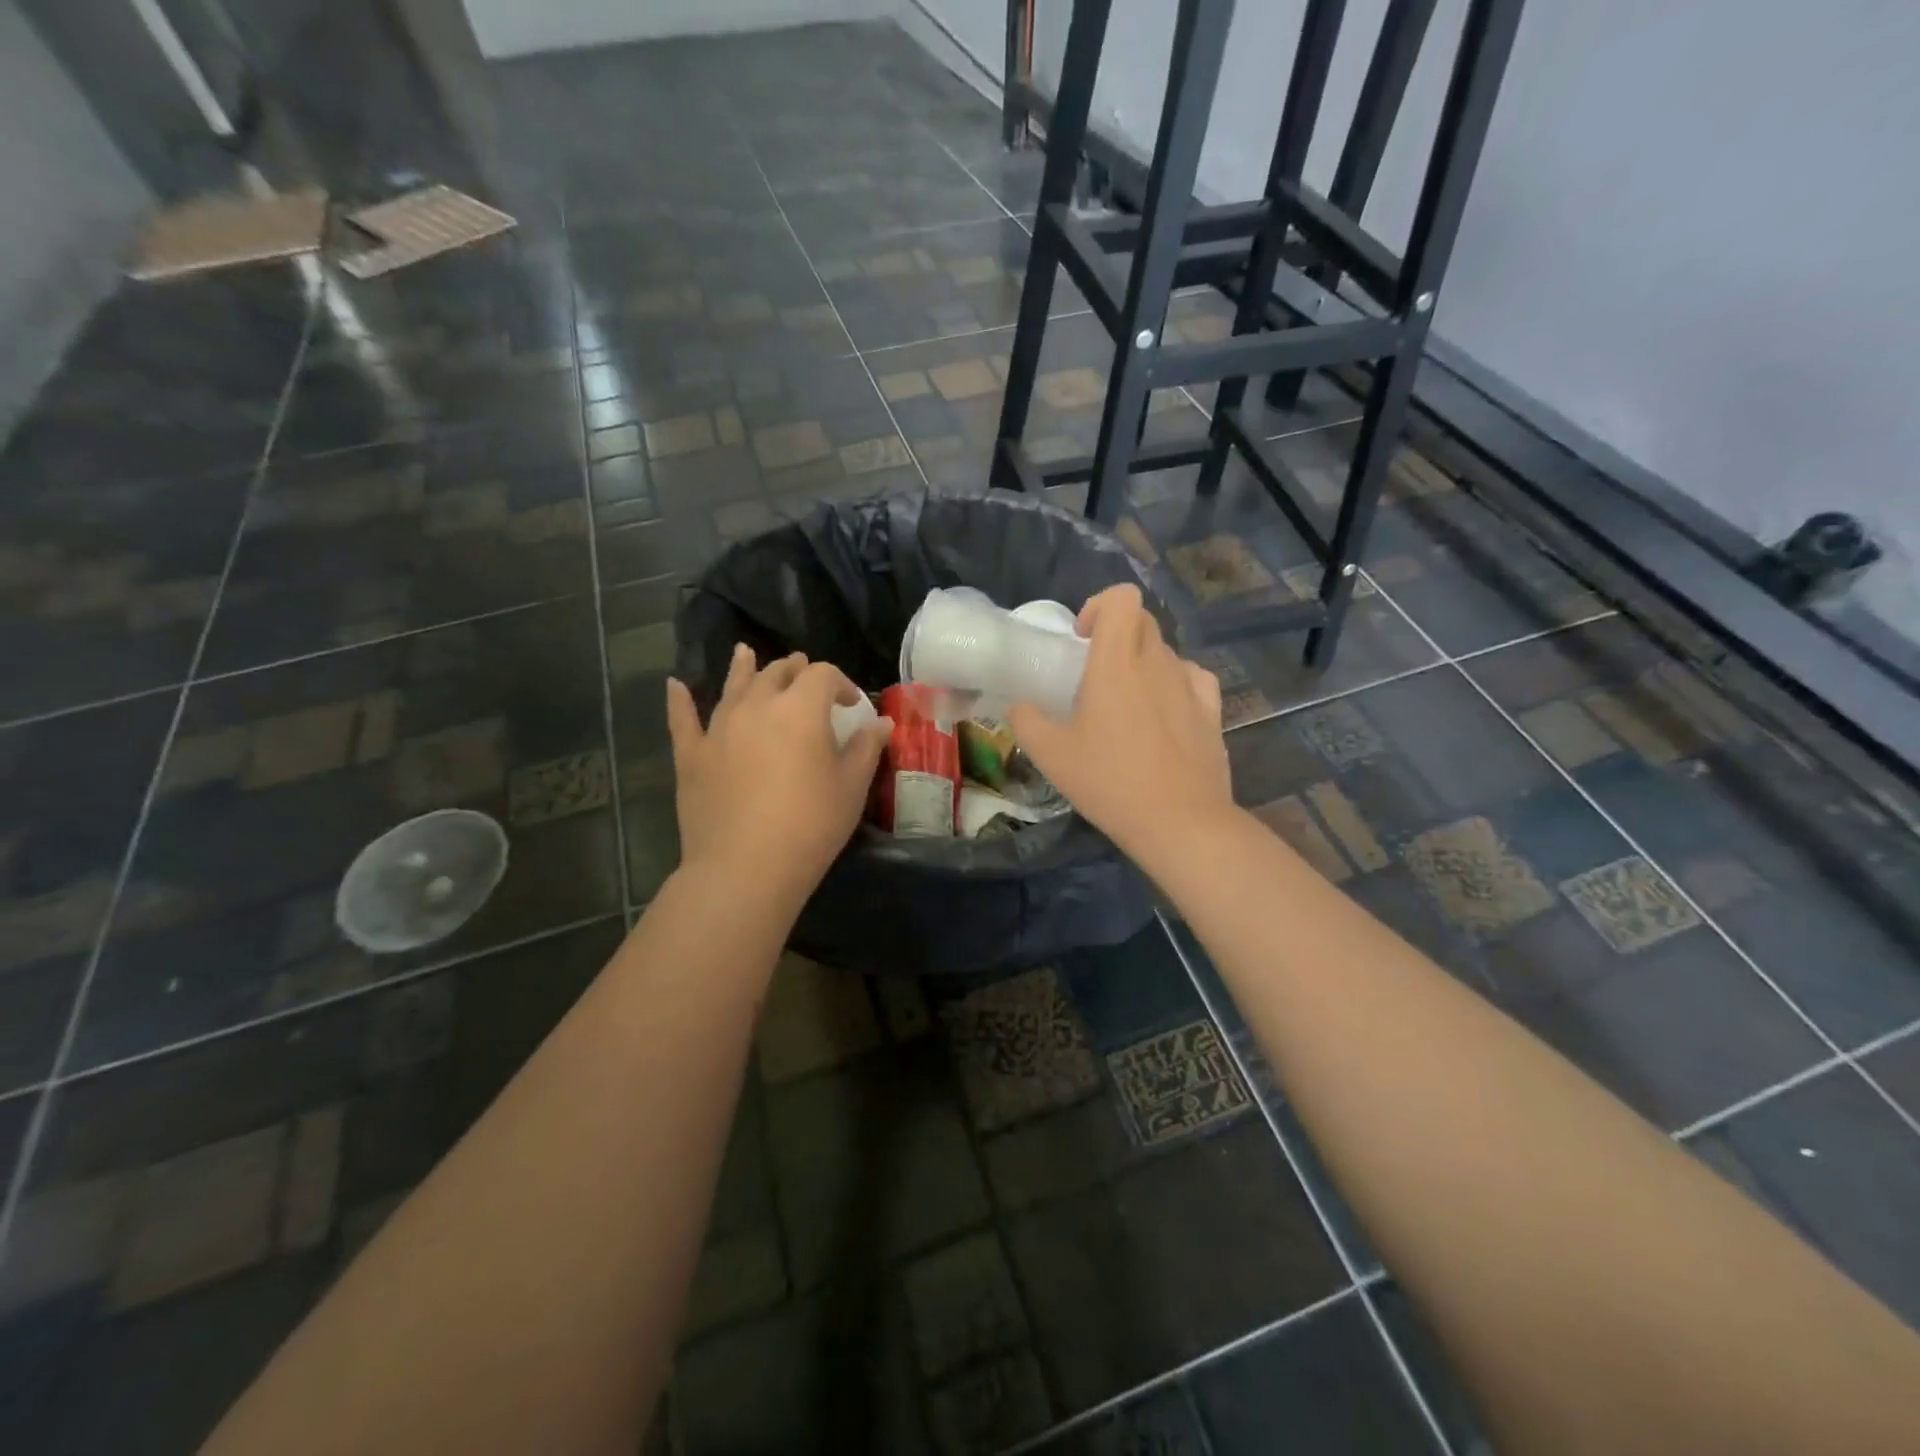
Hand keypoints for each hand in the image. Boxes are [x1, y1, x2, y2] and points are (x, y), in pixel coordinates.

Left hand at [666, 645, 891, 911]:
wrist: (745, 868)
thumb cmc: (810, 826)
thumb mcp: (851, 788)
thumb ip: (866, 749)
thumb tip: (880, 723)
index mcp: (801, 709)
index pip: (823, 675)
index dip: (841, 683)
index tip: (852, 705)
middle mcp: (756, 706)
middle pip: (777, 673)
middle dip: (796, 670)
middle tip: (805, 676)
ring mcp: (718, 728)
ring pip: (733, 686)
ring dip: (744, 668)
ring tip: (745, 653)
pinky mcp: (691, 755)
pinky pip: (683, 719)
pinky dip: (680, 700)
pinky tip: (675, 686)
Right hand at [1006, 584, 1232, 862]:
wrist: (1180, 822)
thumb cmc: (1110, 782)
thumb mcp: (1052, 756)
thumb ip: (1026, 722)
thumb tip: (1018, 706)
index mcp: (1117, 663)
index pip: (1122, 599)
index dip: (1100, 606)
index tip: (1082, 640)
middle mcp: (1157, 663)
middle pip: (1143, 621)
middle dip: (1117, 634)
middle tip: (1095, 672)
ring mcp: (1190, 685)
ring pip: (1166, 652)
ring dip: (1143, 663)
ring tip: (1127, 703)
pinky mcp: (1212, 711)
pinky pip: (1192, 678)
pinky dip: (1174, 683)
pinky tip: (1164, 713)